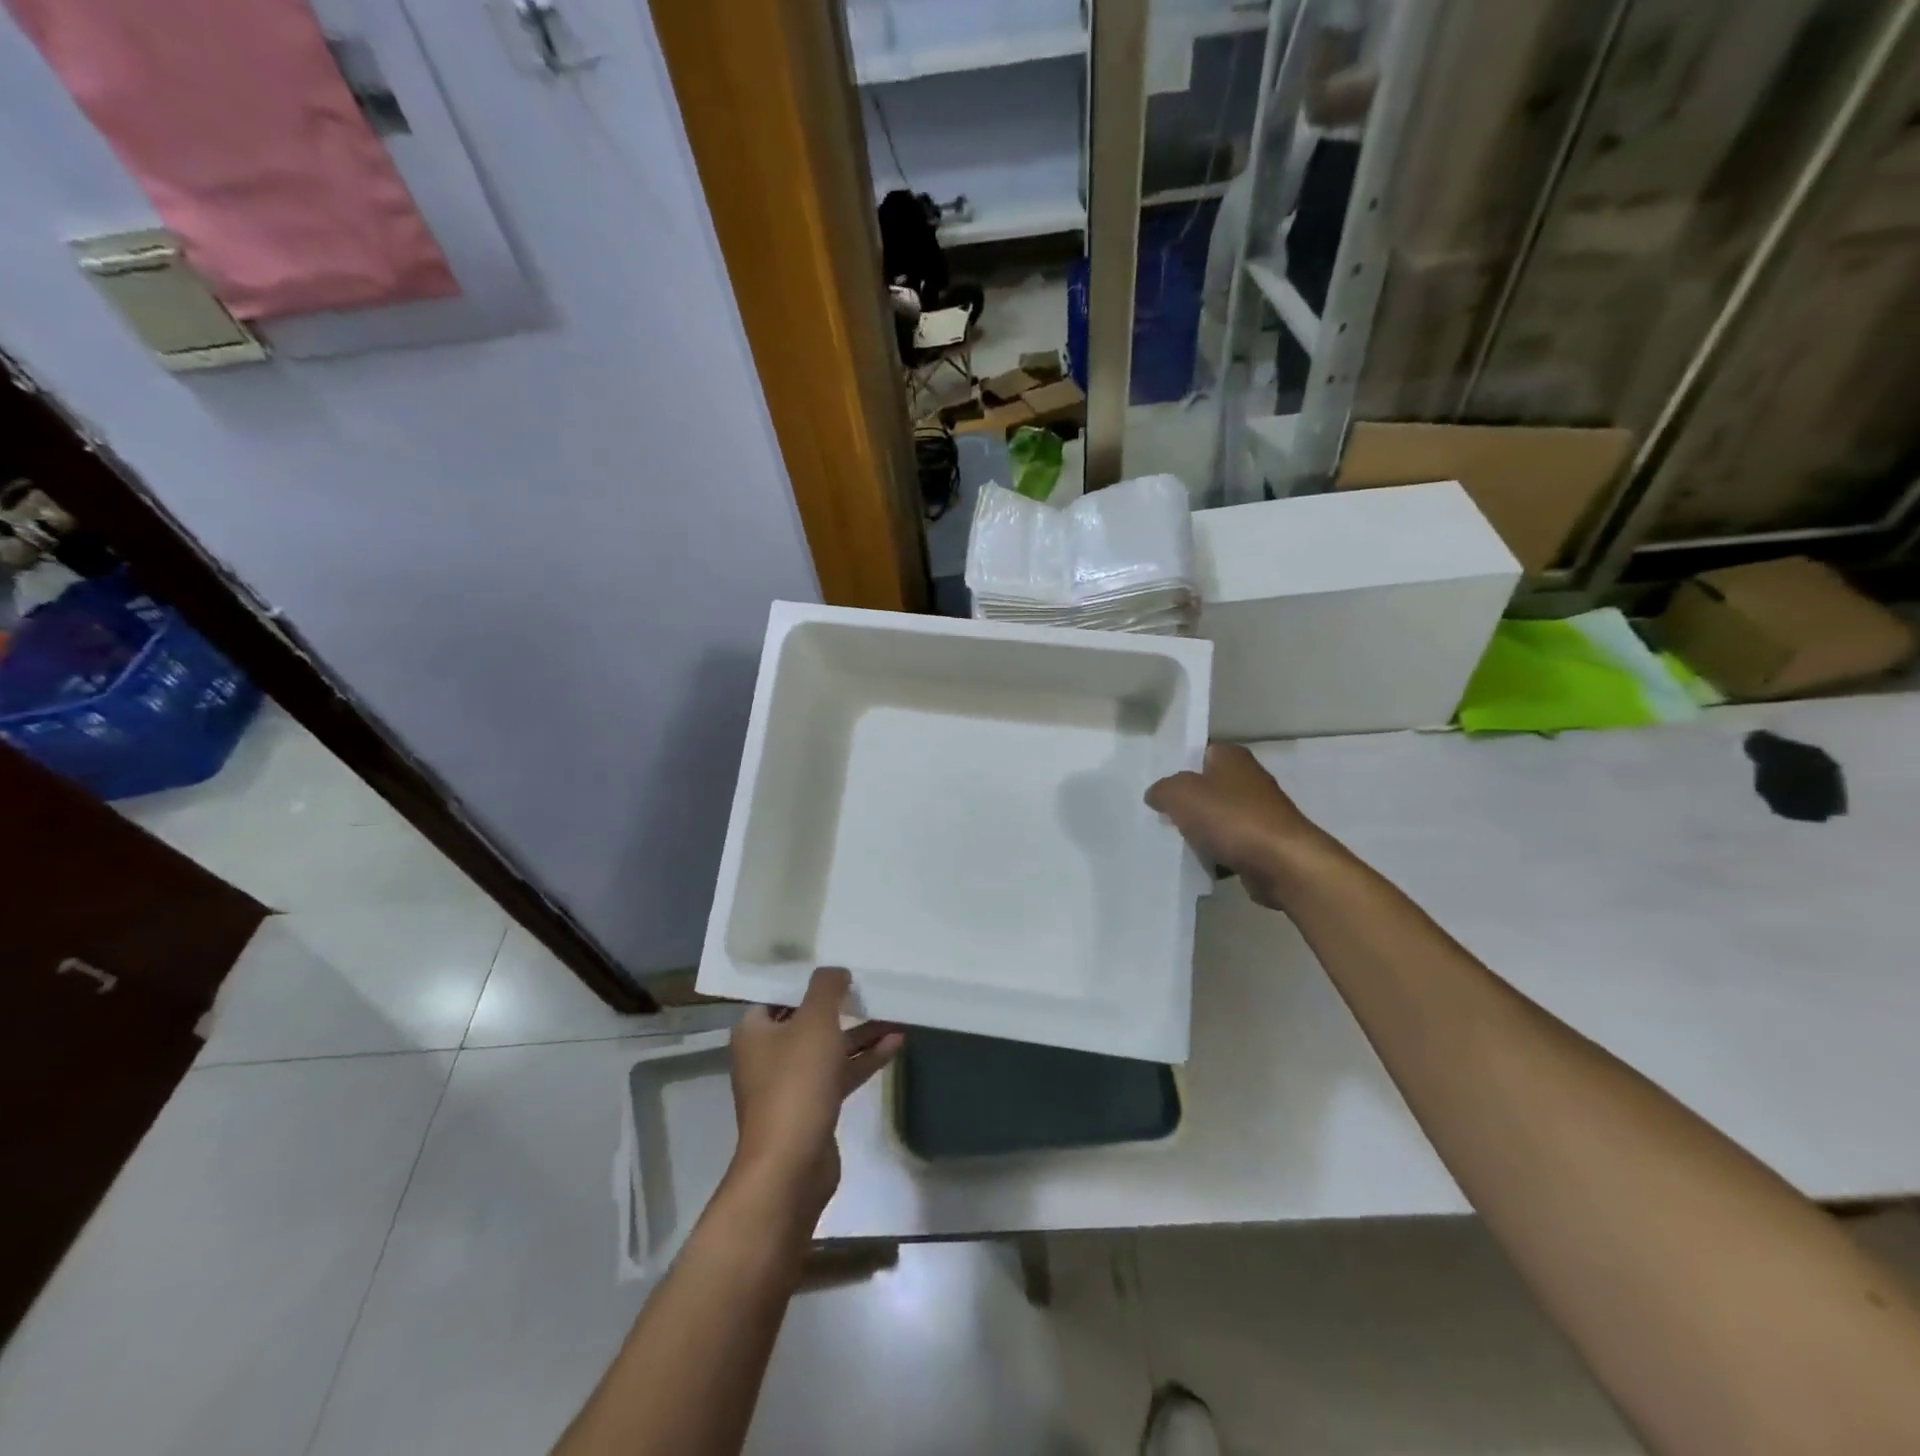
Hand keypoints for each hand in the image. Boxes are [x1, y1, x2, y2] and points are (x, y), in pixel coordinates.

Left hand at [727, 967, 902, 1226]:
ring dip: (860, 1033)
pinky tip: (895, 1044)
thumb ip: (826, 988)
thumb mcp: (814, 1022)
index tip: (837, 966)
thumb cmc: (796, 1083)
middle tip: (868, 986)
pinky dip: (864, 1059)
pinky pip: (839, 1073)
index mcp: (754, 1032)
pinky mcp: (812, 1108)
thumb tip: (835, 970)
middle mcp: (767, 1055)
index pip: (780, 995)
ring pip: (828, 1048)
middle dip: (840, 1006)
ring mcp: (790, 1084)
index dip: (808, 980)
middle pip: (807, 1021)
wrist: (791, 1165)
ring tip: (895, 1014)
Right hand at [1146, 744, 1332, 910]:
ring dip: (1200, 831)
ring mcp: (1260, 813)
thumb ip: (1162, 790)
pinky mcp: (1265, 843)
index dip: (1177, 766)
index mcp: (1231, 757)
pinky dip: (1216, 854)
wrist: (1283, 863)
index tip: (1156, 784)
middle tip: (1160, 814)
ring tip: (1174, 842)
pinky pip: (1230, 845)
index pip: (1199, 753)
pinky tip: (1200, 863)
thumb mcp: (1180, 794)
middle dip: (1186, 802)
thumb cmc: (1230, 818)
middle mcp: (1249, 779)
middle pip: (1207, 788)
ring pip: (1218, 818)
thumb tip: (1156, 794)